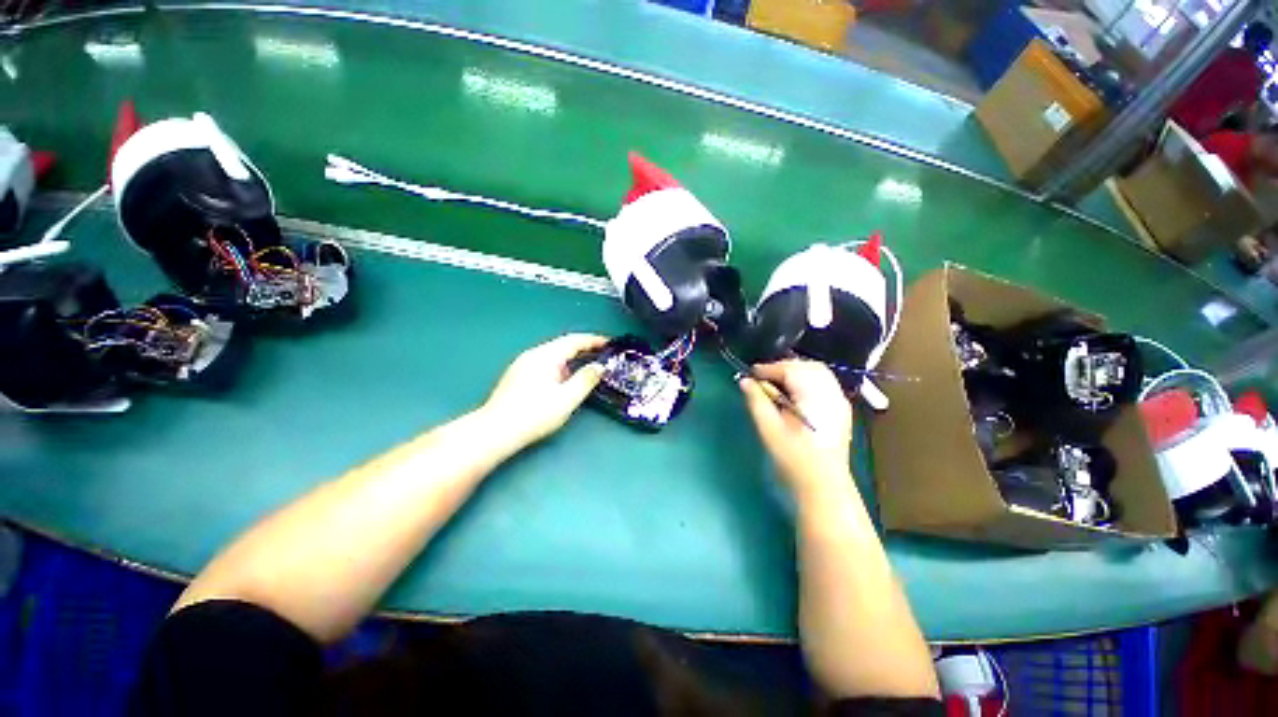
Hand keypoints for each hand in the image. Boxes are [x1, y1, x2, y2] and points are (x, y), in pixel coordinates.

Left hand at [482, 334, 607, 445]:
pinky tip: (563, 380)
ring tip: (586, 367)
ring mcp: (522, 364)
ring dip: (571, 358)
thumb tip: (599, 367)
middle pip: (563, 345)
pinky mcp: (517, 376)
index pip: (574, 340)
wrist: (496, 431)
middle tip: (601, 355)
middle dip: (583, 348)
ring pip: (553, 354)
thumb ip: (586, 380)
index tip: (609, 343)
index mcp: (546, 356)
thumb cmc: (534, 415)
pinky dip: (560, 366)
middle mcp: (533, 355)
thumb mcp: (567, 399)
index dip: (594, 340)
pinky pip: (544, 363)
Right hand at [739, 360, 852, 489]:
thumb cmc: (794, 458)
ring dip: (795, 371)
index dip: (769, 369)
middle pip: (807, 366)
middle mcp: (831, 393)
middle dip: (783, 367)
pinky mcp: (841, 408)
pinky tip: (794, 393)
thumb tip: (745, 381)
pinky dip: (807, 379)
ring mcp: (839, 400)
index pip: (791, 370)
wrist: (824, 485)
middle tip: (763, 378)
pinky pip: (824, 382)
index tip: (751, 374)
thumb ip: (757, 401)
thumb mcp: (769, 429)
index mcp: (814, 397)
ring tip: (776, 383)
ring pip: (818, 372)